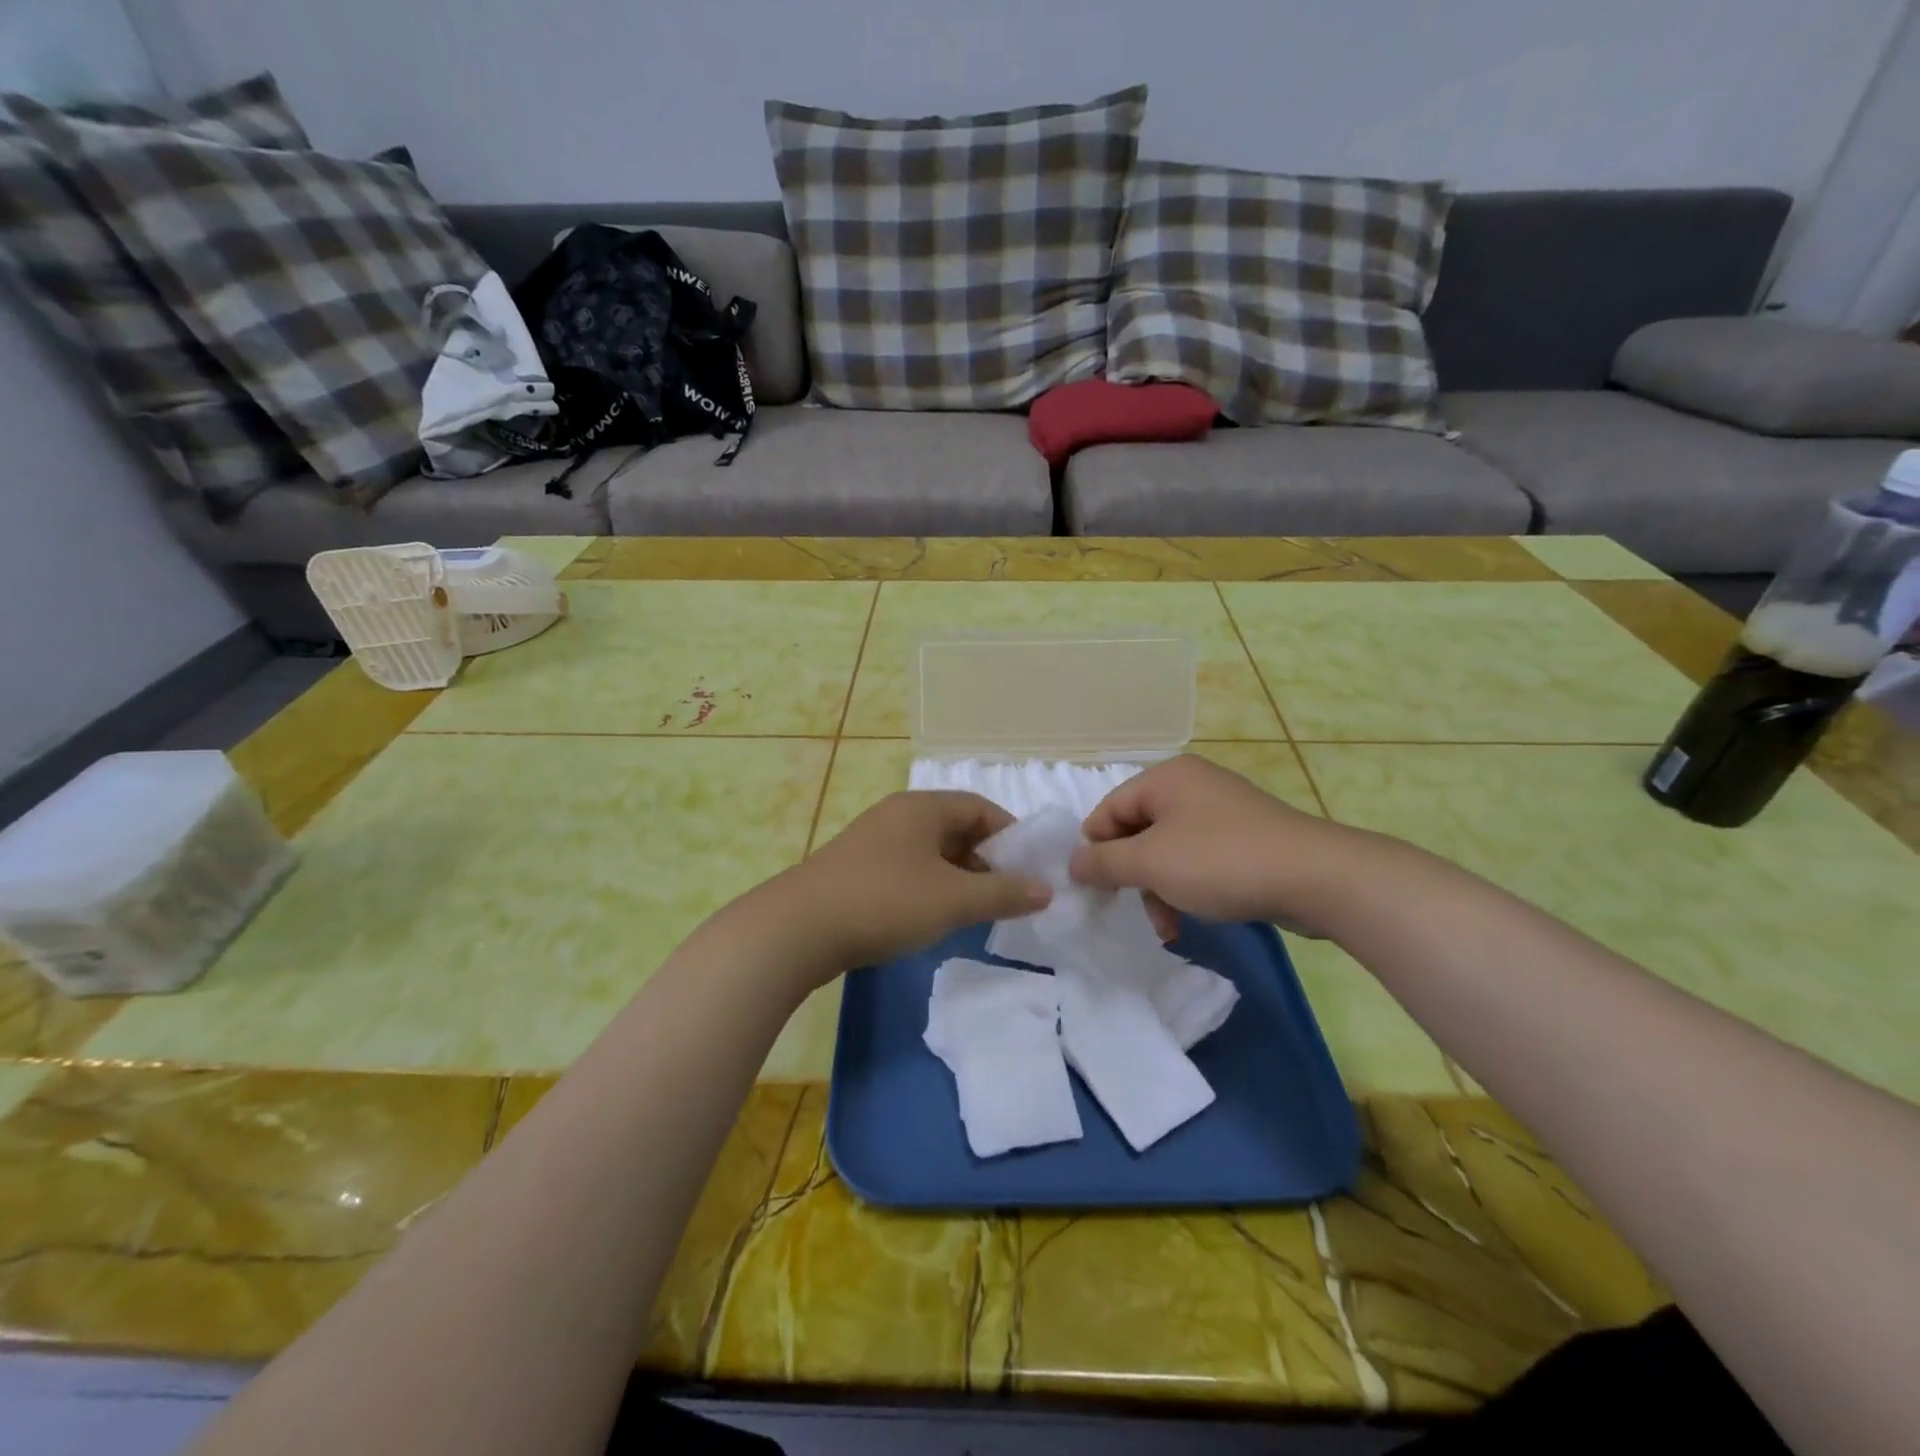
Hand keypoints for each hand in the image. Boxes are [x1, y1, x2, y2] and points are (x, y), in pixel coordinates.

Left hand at [760, 791, 1051, 978]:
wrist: (798, 929)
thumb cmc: (885, 901)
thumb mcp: (953, 899)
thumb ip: (1003, 893)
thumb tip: (1046, 889)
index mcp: (922, 807)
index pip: (980, 808)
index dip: (1011, 835)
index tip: (1031, 868)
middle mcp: (897, 815)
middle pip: (955, 828)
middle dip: (986, 859)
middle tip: (1007, 894)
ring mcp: (872, 841)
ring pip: (930, 852)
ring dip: (958, 876)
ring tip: (975, 910)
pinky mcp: (855, 869)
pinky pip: (907, 869)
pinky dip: (930, 887)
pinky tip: (933, 917)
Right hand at [1070, 754, 1364, 936]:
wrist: (1316, 877)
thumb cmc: (1220, 861)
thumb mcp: (1151, 863)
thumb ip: (1103, 862)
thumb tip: (1073, 862)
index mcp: (1165, 777)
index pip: (1108, 810)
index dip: (1095, 850)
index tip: (1095, 890)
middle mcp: (1191, 785)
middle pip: (1137, 831)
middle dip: (1131, 876)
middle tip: (1131, 910)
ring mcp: (1221, 810)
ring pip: (1167, 850)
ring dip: (1159, 889)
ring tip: (1167, 927)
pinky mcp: (1245, 836)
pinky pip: (1199, 858)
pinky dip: (1188, 886)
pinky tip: (1193, 917)